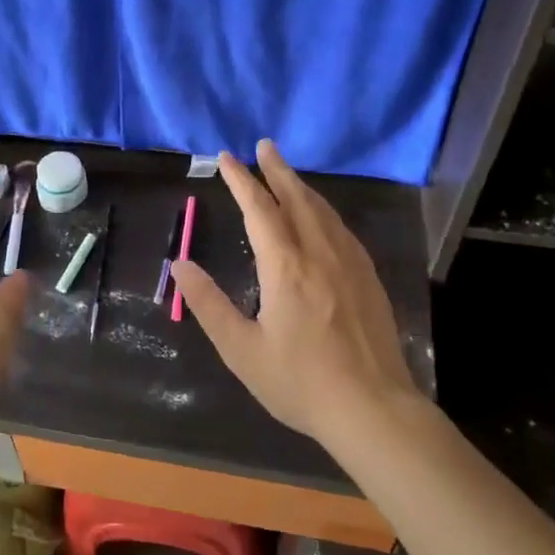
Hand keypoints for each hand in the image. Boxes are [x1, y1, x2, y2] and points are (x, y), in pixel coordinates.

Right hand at [169, 140, 421, 446]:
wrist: (373, 409)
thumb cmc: (300, 382)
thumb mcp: (242, 350)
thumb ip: (209, 304)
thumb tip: (180, 264)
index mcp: (286, 267)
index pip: (260, 209)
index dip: (242, 180)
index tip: (227, 157)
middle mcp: (320, 253)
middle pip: (297, 198)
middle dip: (277, 169)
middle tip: (264, 145)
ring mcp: (350, 263)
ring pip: (323, 211)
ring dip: (302, 186)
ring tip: (287, 172)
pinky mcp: (368, 278)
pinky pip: (342, 228)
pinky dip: (324, 210)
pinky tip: (322, 216)